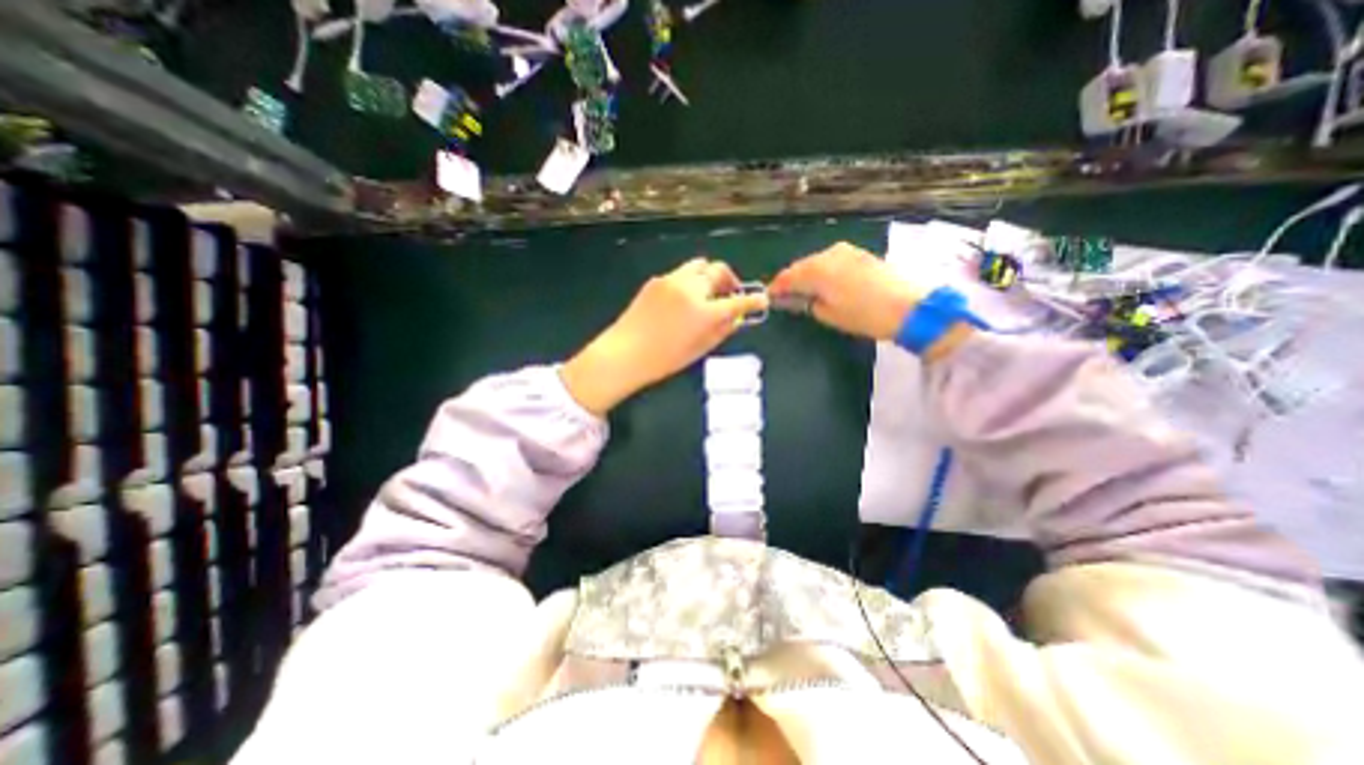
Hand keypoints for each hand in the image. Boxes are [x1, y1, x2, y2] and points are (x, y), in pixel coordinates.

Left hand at [556, 258, 764, 415]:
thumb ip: (722, 330)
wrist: (625, 353)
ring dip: (709, 276)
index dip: (753, 301)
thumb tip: (736, 318)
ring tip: (708, 292)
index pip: (737, 302)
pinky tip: (683, 299)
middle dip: (730, 281)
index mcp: (704, 312)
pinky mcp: (657, 280)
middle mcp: (690, 289)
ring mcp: (672, 280)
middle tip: (730, 295)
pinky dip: (690, 282)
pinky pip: (681, 273)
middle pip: (719, 271)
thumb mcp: (700, 349)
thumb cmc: (664, 360)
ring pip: (699, 265)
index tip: (761, 301)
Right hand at [770, 244, 920, 341]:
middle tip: (786, 297)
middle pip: (800, 267)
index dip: (776, 288)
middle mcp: (828, 254)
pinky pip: (831, 261)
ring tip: (805, 292)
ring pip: (816, 262)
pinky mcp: (859, 254)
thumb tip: (797, 298)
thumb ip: (808, 303)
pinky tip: (825, 284)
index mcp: (816, 270)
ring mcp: (845, 251)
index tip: (770, 298)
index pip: (787, 277)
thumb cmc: (863, 315)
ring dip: (808, 276)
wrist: (909, 306)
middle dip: (792, 281)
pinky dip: (823, 272)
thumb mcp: (828, 315)